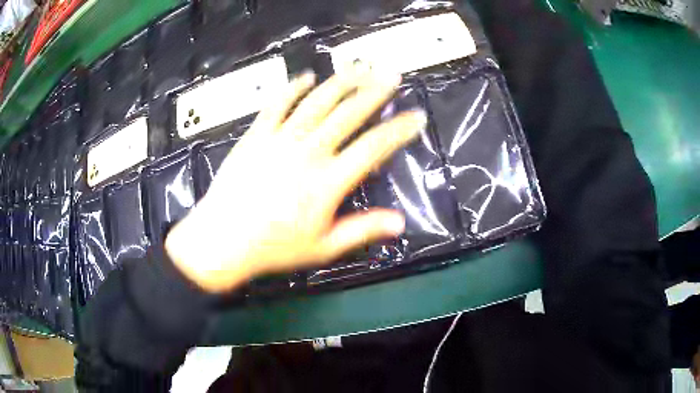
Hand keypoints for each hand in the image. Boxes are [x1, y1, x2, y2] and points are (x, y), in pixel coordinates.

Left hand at [165, 68, 426, 292]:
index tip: (416, 116)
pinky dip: (293, 88)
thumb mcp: (323, 247)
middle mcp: (308, 152)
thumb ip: (362, 230)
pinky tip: (306, 77)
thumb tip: (400, 222)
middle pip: (348, 114)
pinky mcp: (256, 135)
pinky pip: (277, 104)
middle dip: (374, 92)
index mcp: (328, 181)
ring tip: (359, 67)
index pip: (373, 147)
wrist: (223, 239)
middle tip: (391, 75)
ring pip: (316, 102)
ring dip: (341, 82)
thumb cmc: (274, 247)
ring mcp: (280, 139)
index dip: (399, 129)